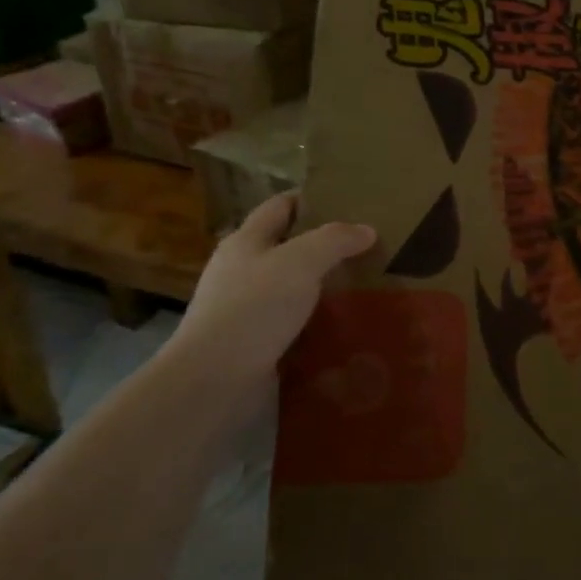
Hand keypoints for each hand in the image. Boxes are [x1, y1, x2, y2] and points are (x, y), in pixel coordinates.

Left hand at [168, 193, 374, 399]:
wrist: (213, 380)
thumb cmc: (255, 307)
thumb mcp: (301, 262)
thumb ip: (335, 240)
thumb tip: (367, 230)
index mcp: (246, 241)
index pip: (280, 205)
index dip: (311, 199)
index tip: (349, 203)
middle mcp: (241, 270)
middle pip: (286, 247)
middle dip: (322, 247)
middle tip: (365, 249)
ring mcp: (243, 309)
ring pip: (290, 288)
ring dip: (321, 288)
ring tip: (362, 287)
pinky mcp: (251, 344)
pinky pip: (290, 324)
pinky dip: (314, 322)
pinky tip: (341, 327)